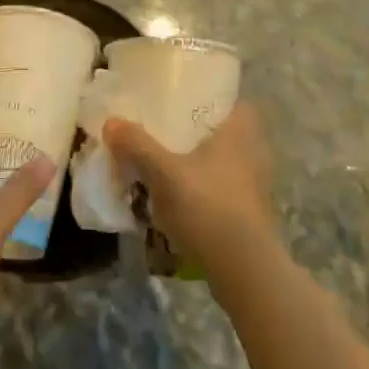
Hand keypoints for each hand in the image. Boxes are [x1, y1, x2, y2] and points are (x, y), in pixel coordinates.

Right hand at [103, 103, 277, 280]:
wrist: (243, 268)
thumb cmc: (207, 206)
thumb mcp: (163, 173)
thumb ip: (137, 146)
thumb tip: (111, 121)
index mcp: (240, 132)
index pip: (238, 103)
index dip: (216, 100)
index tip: (189, 103)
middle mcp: (255, 153)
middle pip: (229, 134)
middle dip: (203, 135)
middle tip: (170, 135)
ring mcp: (256, 187)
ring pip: (227, 165)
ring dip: (203, 166)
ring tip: (170, 169)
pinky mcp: (251, 215)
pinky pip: (226, 191)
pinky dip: (207, 192)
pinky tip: (182, 202)